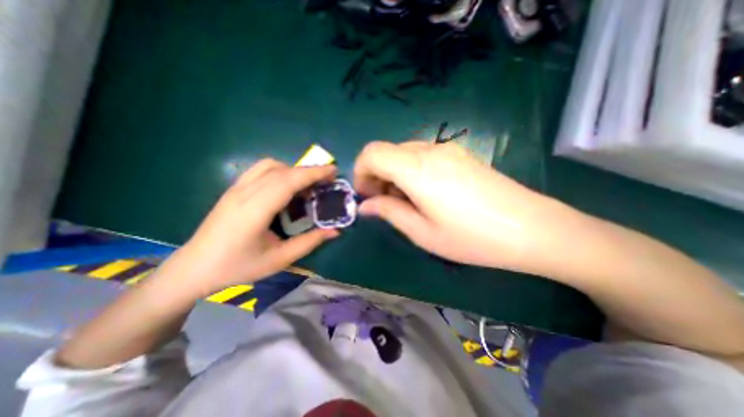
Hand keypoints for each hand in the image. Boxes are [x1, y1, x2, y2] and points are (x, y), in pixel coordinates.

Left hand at [171, 158, 337, 294]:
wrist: (194, 268)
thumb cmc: (238, 267)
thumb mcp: (279, 259)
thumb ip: (310, 242)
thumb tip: (335, 231)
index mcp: (255, 210)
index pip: (288, 181)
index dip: (313, 173)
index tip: (333, 171)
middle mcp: (244, 193)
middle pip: (282, 170)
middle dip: (309, 171)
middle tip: (328, 179)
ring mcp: (236, 189)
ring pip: (269, 166)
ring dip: (293, 170)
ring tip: (307, 185)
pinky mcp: (233, 190)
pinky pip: (260, 171)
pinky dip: (280, 172)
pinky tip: (287, 187)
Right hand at [353, 140, 550, 270]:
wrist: (531, 228)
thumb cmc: (472, 237)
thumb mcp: (423, 232)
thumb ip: (389, 212)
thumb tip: (366, 205)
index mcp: (417, 168)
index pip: (372, 153)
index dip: (361, 172)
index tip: (366, 195)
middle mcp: (429, 150)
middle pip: (386, 151)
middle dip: (376, 175)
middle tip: (383, 203)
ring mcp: (447, 149)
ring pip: (403, 153)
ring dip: (393, 174)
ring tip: (404, 201)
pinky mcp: (459, 154)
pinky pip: (422, 155)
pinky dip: (410, 170)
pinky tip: (424, 193)